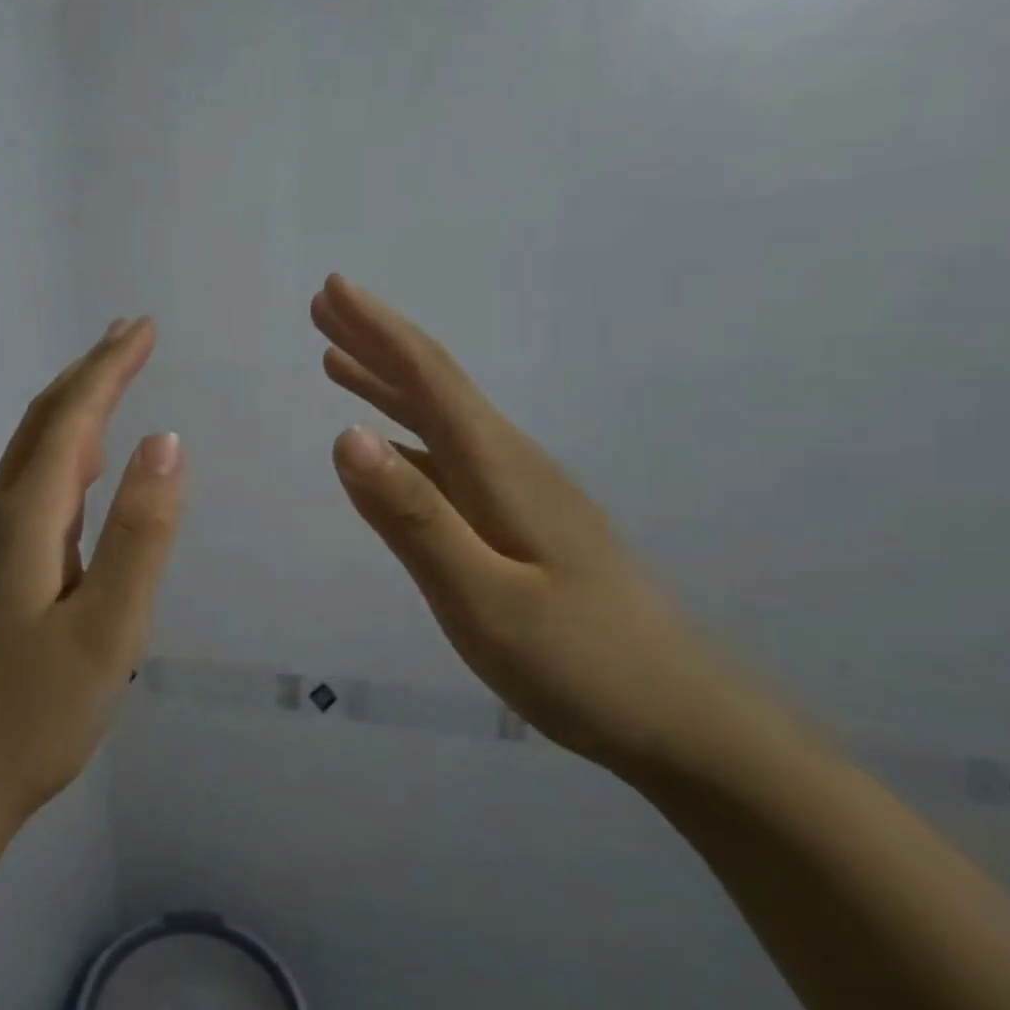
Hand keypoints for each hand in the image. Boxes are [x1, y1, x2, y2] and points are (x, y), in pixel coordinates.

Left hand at [0, 318, 183, 824]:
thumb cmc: (32, 713)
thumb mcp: (107, 629)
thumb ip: (138, 533)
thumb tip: (167, 442)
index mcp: (25, 517)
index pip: (73, 418)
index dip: (110, 368)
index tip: (144, 328)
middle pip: (44, 423)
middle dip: (89, 372)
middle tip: (131, 335)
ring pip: (32, 454)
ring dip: (73, 408)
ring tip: (110, 381)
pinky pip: (30, 487)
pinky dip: (62, 453)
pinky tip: (79, 467)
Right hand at [313, 274, 767, 780]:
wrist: (683, 720)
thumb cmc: (579, 662)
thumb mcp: (481, 598)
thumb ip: (413, 517)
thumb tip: (345, 436)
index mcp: (501, 469)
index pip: (430, 379)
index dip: (379, 331)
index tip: (333, 289)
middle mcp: (511, 465)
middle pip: (436, 386)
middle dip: (377, 342)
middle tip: (326, 307)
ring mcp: (520, 494)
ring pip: (441, 421)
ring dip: (389, 384)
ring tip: (339, 361)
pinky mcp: (522, 523)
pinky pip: (449, 459)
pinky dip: (408, 435)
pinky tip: (389, 446)